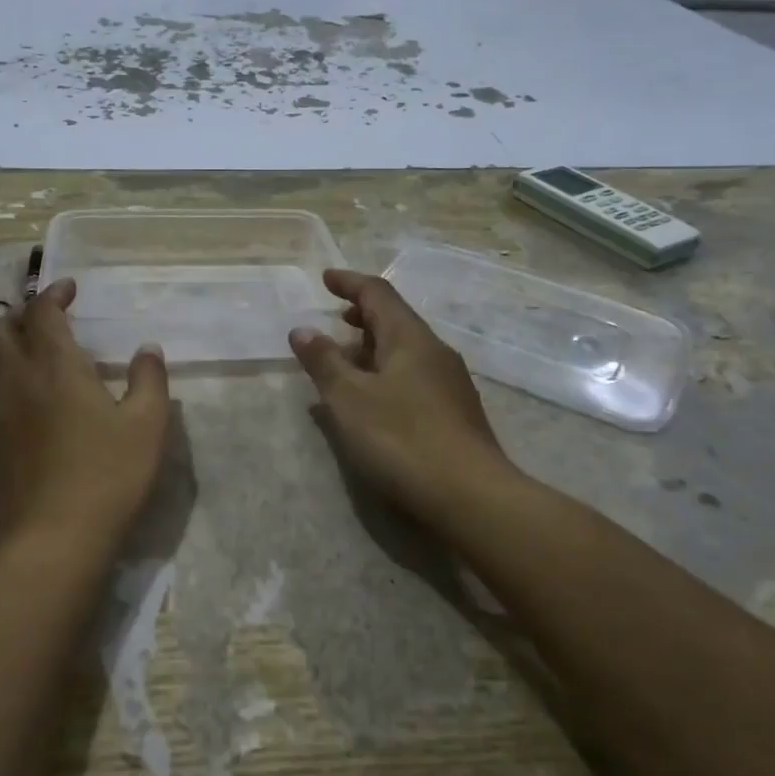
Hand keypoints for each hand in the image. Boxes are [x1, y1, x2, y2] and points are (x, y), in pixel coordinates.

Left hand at [0, 278, 171, 543]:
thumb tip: (147, 350)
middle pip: (2, 332)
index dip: (53, 294)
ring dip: (17, 347)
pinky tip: (45, 404)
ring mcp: (3, 416)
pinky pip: (2, 396)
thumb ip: (149, 380)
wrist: (54, 539)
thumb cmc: (108, 474)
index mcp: (56, 368)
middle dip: (22, 314)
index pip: (42, 313)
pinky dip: (18, 380)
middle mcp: (21, 383)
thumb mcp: (147, 425)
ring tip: (50, 357)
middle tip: (50, 316)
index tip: (70, 289)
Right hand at [290, 269, 513, 521]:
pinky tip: (372, 400)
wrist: (471, 497)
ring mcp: (449, 383)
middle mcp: (434, 352)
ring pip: (405, 350)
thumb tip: (303, 330)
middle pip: (395, 320)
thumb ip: (324, 362)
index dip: (349, 282)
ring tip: (345, 362)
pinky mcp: (454, 413)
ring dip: (373, 347)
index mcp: (410, 338)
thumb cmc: (401, 439)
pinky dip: (386, 373)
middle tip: (335, 319)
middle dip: (362, 315)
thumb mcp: (349, 399)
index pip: (378, 293)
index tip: (326, 278)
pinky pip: (413, 376)